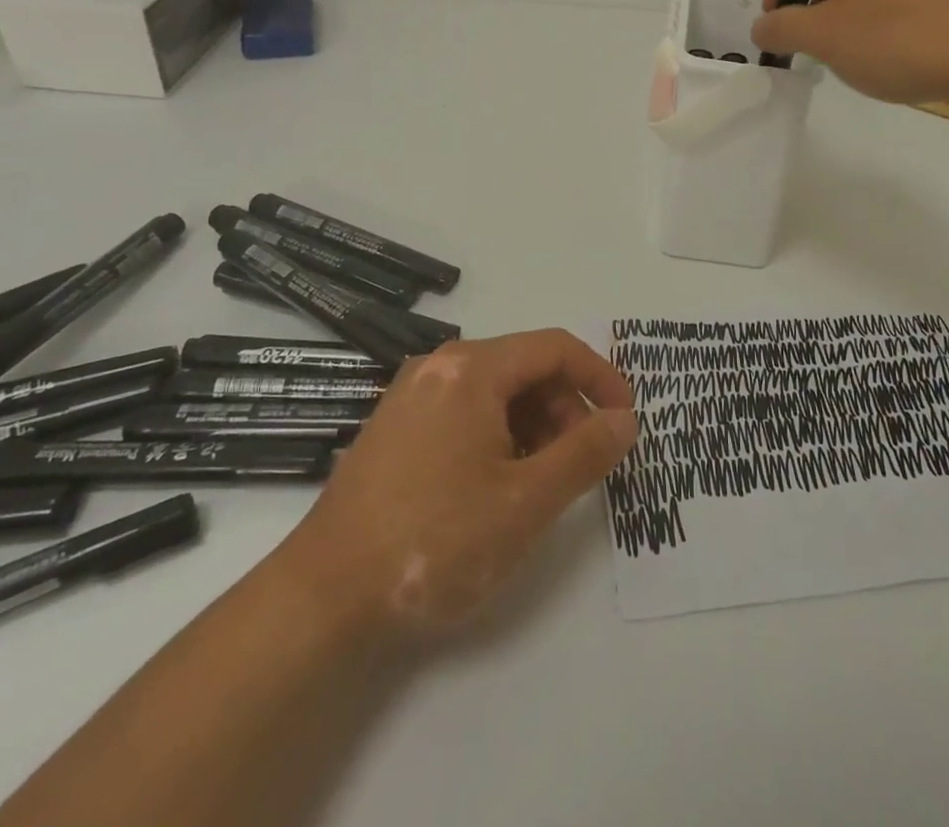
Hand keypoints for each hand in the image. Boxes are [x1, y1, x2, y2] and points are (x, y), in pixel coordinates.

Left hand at [274, 330, 636, 641]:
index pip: (556, 348)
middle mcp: (440, 367)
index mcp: (472, 369)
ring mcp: (412, 395)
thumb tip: (625, 420)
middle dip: (565, 408)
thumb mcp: (525, 502)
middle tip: (581, 463)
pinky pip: (465, 411)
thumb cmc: (434, 542)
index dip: (601, 377)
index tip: (625, 419)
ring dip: (534, 425)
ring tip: (541, 482)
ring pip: (495, 391)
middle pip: (525, 367)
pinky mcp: (397, 426)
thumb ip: (585, 454)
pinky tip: (498, 486)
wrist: (322, 599)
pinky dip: (498, 435)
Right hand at [752, 0, 948, 118]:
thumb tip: (761, 27)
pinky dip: (893, 13)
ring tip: (857, 49)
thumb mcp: (825, 37)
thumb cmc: (901, 38)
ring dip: (855, 9)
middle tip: (814, 40)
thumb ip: (783, 28)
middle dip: (819, 1)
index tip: (774, 26)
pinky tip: (901, 47)